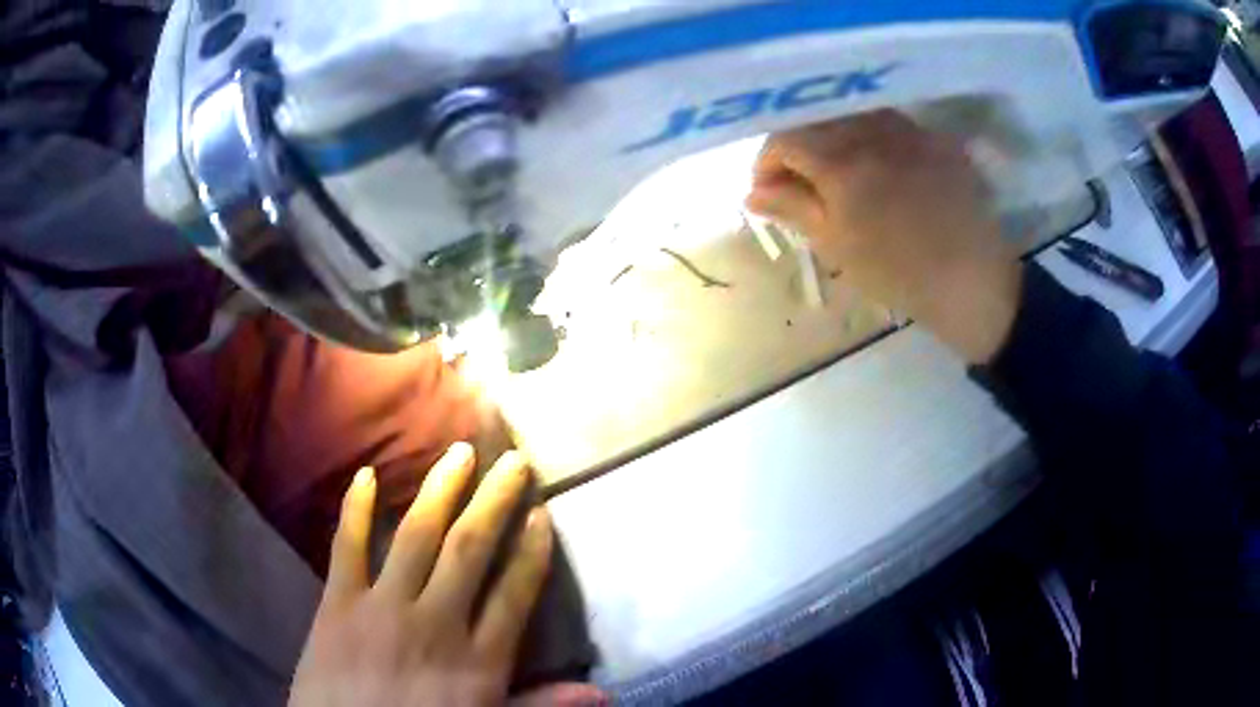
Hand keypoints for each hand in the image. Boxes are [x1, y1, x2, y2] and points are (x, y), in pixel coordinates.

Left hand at [289, 444, 599, 706]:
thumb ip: (541, 706)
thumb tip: (603, 693)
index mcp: (477, 659)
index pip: (514, 593)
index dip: (531, 551)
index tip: (542, 513)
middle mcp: (435, 621)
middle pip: (470, 550)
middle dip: (495, 502)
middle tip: (513, 460)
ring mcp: (383, 607)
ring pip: (417, 537)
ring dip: (440, 490)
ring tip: (460, 452)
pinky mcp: (338, 603)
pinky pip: (347, 547)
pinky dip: (355, 510)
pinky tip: (365, 475)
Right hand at [745, 110, 1022, 364]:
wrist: (972, 282)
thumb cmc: (898, 273)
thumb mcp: (837, 245)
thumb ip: (792, 209)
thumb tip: (752, 193)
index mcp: (841, 161)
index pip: (783, 139)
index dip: (766, 163)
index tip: (767, 192)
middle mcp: (871, 130)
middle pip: (816, 119)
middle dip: (796, 147)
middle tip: (797, 182)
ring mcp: (908, 129)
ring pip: (852, 115)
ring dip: (833, 137)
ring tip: (837, 172)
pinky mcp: (934, 137)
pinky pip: (890, 123)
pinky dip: (871, 138)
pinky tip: (879, 167)